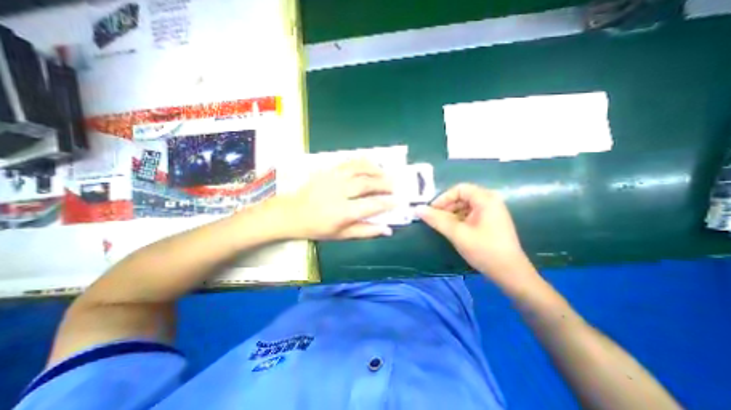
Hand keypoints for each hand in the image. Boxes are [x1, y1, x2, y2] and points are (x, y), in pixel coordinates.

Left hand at [278, 157, 397, 240]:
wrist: (292, 213)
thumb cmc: (317, 227)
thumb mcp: (341, 235)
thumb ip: (365, 231)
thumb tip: (387, 230)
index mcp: (343, 212)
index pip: (371, 205)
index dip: (387, 203)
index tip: (398, 201)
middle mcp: (339, 192)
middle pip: (367, 184)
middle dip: (384, 184)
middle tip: (395, 186)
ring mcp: (332, 178)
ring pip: (359, 168)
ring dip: (375, 169)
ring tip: (385, 173)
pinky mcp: (327, 170)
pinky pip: (348, 162)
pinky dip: (362, 162)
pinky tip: (370, 164)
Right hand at [417, 183, 535, 287]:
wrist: (510, 274)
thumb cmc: (484, 250)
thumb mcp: (458, 234)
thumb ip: (437, 220)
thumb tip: (417, 209)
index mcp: (486, 199)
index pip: (459, 189)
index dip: (443, 198)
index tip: (432, 211)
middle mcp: (490, 201)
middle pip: (462, 196)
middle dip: (446, 206)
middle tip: (435, 219)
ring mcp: (492, 212)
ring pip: (465, 206)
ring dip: (451, 214)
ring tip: (442, 226)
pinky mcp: (490, 222)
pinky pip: (470, 214)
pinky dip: (459, 219)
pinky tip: (453, 230)